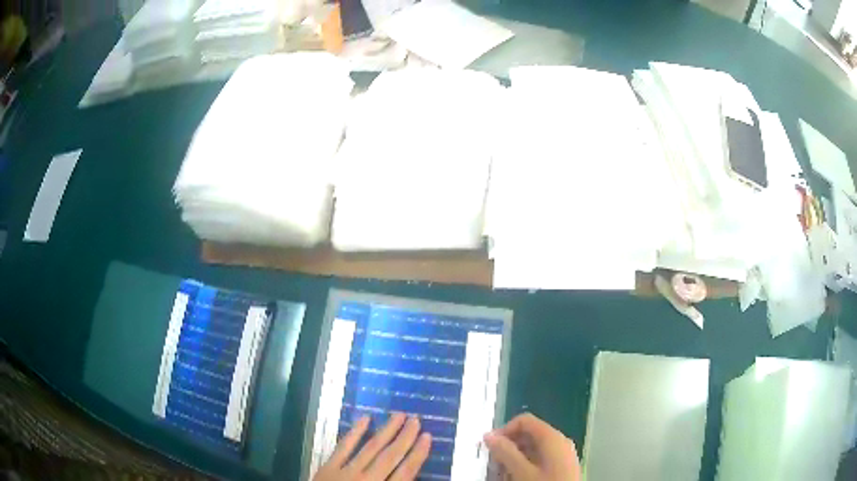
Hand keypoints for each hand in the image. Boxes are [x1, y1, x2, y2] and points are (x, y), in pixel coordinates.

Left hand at [313, 413, 432, 480]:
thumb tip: (410, 476)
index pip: (406, 472)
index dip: (418, 454)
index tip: (428, 437)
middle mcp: (367, 480)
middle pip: (390, 456)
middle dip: (405, 438)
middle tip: (416, 419)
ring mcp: (346, 472)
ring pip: (371, 448)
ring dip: (386, 431)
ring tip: (399, 415)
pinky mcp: (329, 467)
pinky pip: (343, 447)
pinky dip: (355, 433)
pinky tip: (365, 419)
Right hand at [484, 413, 580, 480]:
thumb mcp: (521, 472)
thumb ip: (505, 452)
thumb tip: (489, 436)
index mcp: (552, 437)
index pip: (524, 421)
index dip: (504, 431)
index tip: (490, 448)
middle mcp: (560, 441)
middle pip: (529, 434)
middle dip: (508, 447)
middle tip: (494, 464)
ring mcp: (563, 454)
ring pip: (533, 449)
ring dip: (515, 458)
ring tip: (504, 474)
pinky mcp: (563, 466)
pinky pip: (540, 459)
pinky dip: (526, 465)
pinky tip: (518, 478)